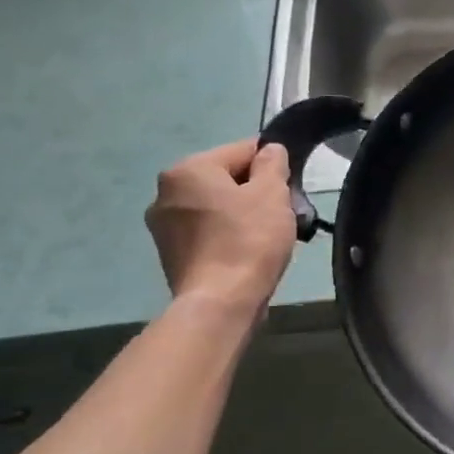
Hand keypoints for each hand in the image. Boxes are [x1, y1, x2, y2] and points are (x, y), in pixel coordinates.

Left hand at [145, 139, 297, 313]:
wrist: (221, 302)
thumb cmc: (249, 239)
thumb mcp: (272, 192)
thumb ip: (272, 163)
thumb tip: (270, 150)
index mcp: (188, 170)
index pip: (242, 150)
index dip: (272, 165)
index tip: (289, 187)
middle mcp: (165, 192)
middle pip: (226, 178)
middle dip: (255, 190)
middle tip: (282, 212)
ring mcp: (163, 226)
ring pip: (217, 205)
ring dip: (241, 213)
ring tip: (267, 235)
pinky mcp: (170, 253)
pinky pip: (207, 230)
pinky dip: (227, 234)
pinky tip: (247, 251)